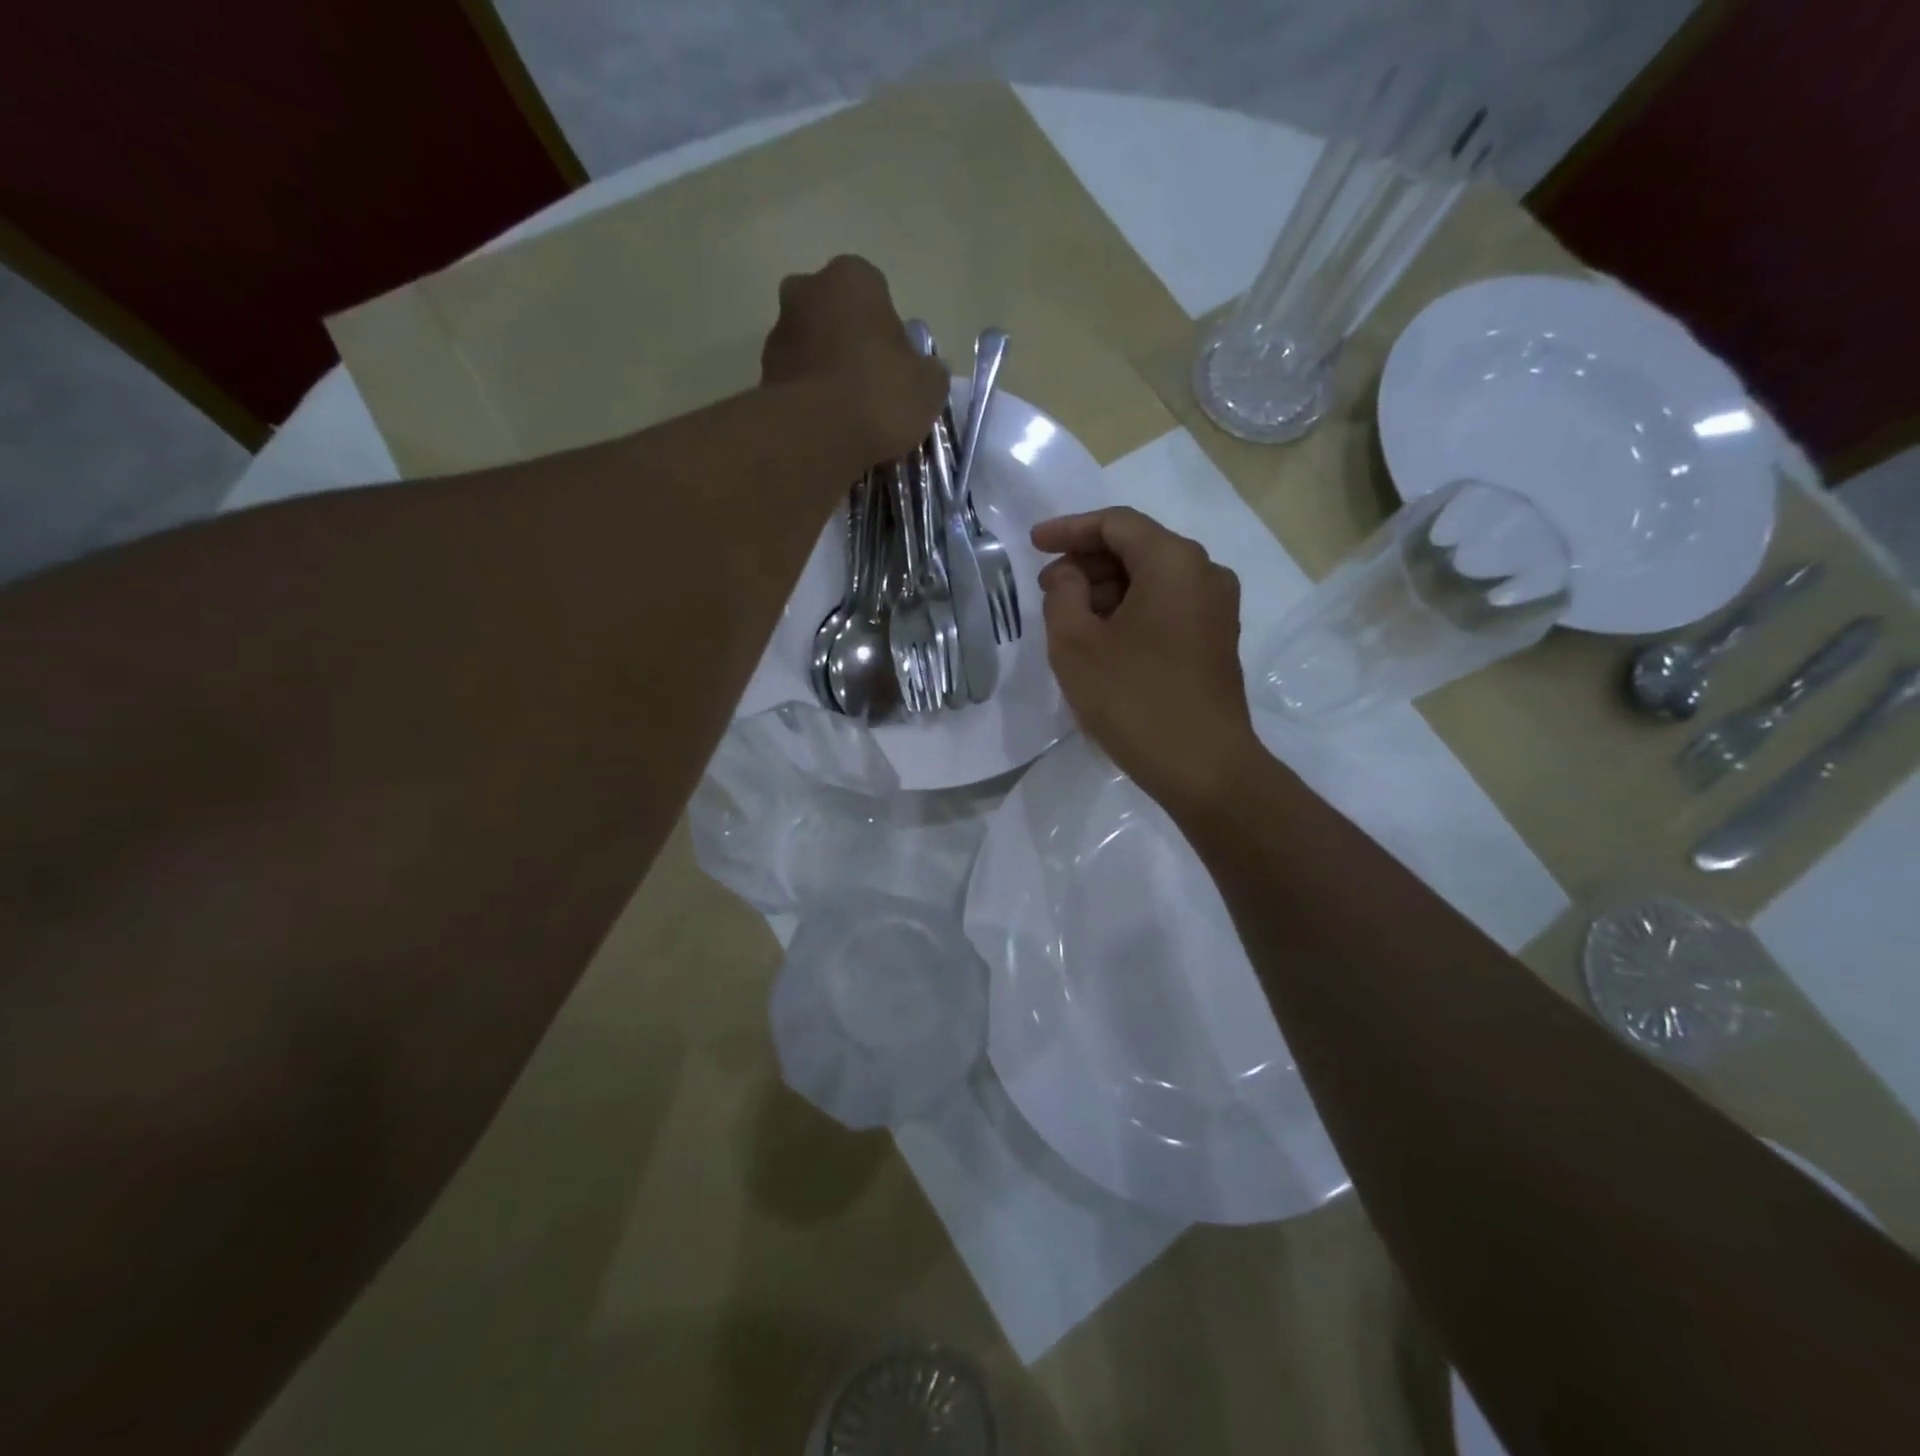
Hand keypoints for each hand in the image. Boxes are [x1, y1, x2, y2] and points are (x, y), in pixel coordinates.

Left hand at [760, 255, 948, 464]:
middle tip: (871, 385)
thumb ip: (929, 371)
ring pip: (811, 347)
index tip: (896, 365)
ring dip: (826, 371)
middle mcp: (806, 289)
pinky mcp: (762, 374)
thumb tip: (925, 370)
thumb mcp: (929, 386)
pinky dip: (809, 398)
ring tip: (848, 416)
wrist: (817, 435)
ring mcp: (778, 331)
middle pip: (835, 315)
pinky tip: (828, 427)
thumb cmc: (880, 394)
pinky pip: (796, 381)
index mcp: (852, 277)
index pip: (876, 293)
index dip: (888, 330)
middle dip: (850, 342)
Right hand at [1033, 507, 1261, 816]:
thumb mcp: (1076, 644)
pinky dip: (1130, 610)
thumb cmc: (1134, 699)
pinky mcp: (1216, 640)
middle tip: (1047, 588)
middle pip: (1137, 548)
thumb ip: (1062, 595)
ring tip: (1067, 617)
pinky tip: (1101, 638)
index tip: (1033, 544)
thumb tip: (1069, 576)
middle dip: (1086, 562)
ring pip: (1152, 579)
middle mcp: (1204, 574)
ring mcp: (1216, 609)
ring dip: (1106, 589)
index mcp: (1174, 562)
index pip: (1116, 524)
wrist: (1203, 766)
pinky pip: (1167, 606)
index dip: (1069, 529)